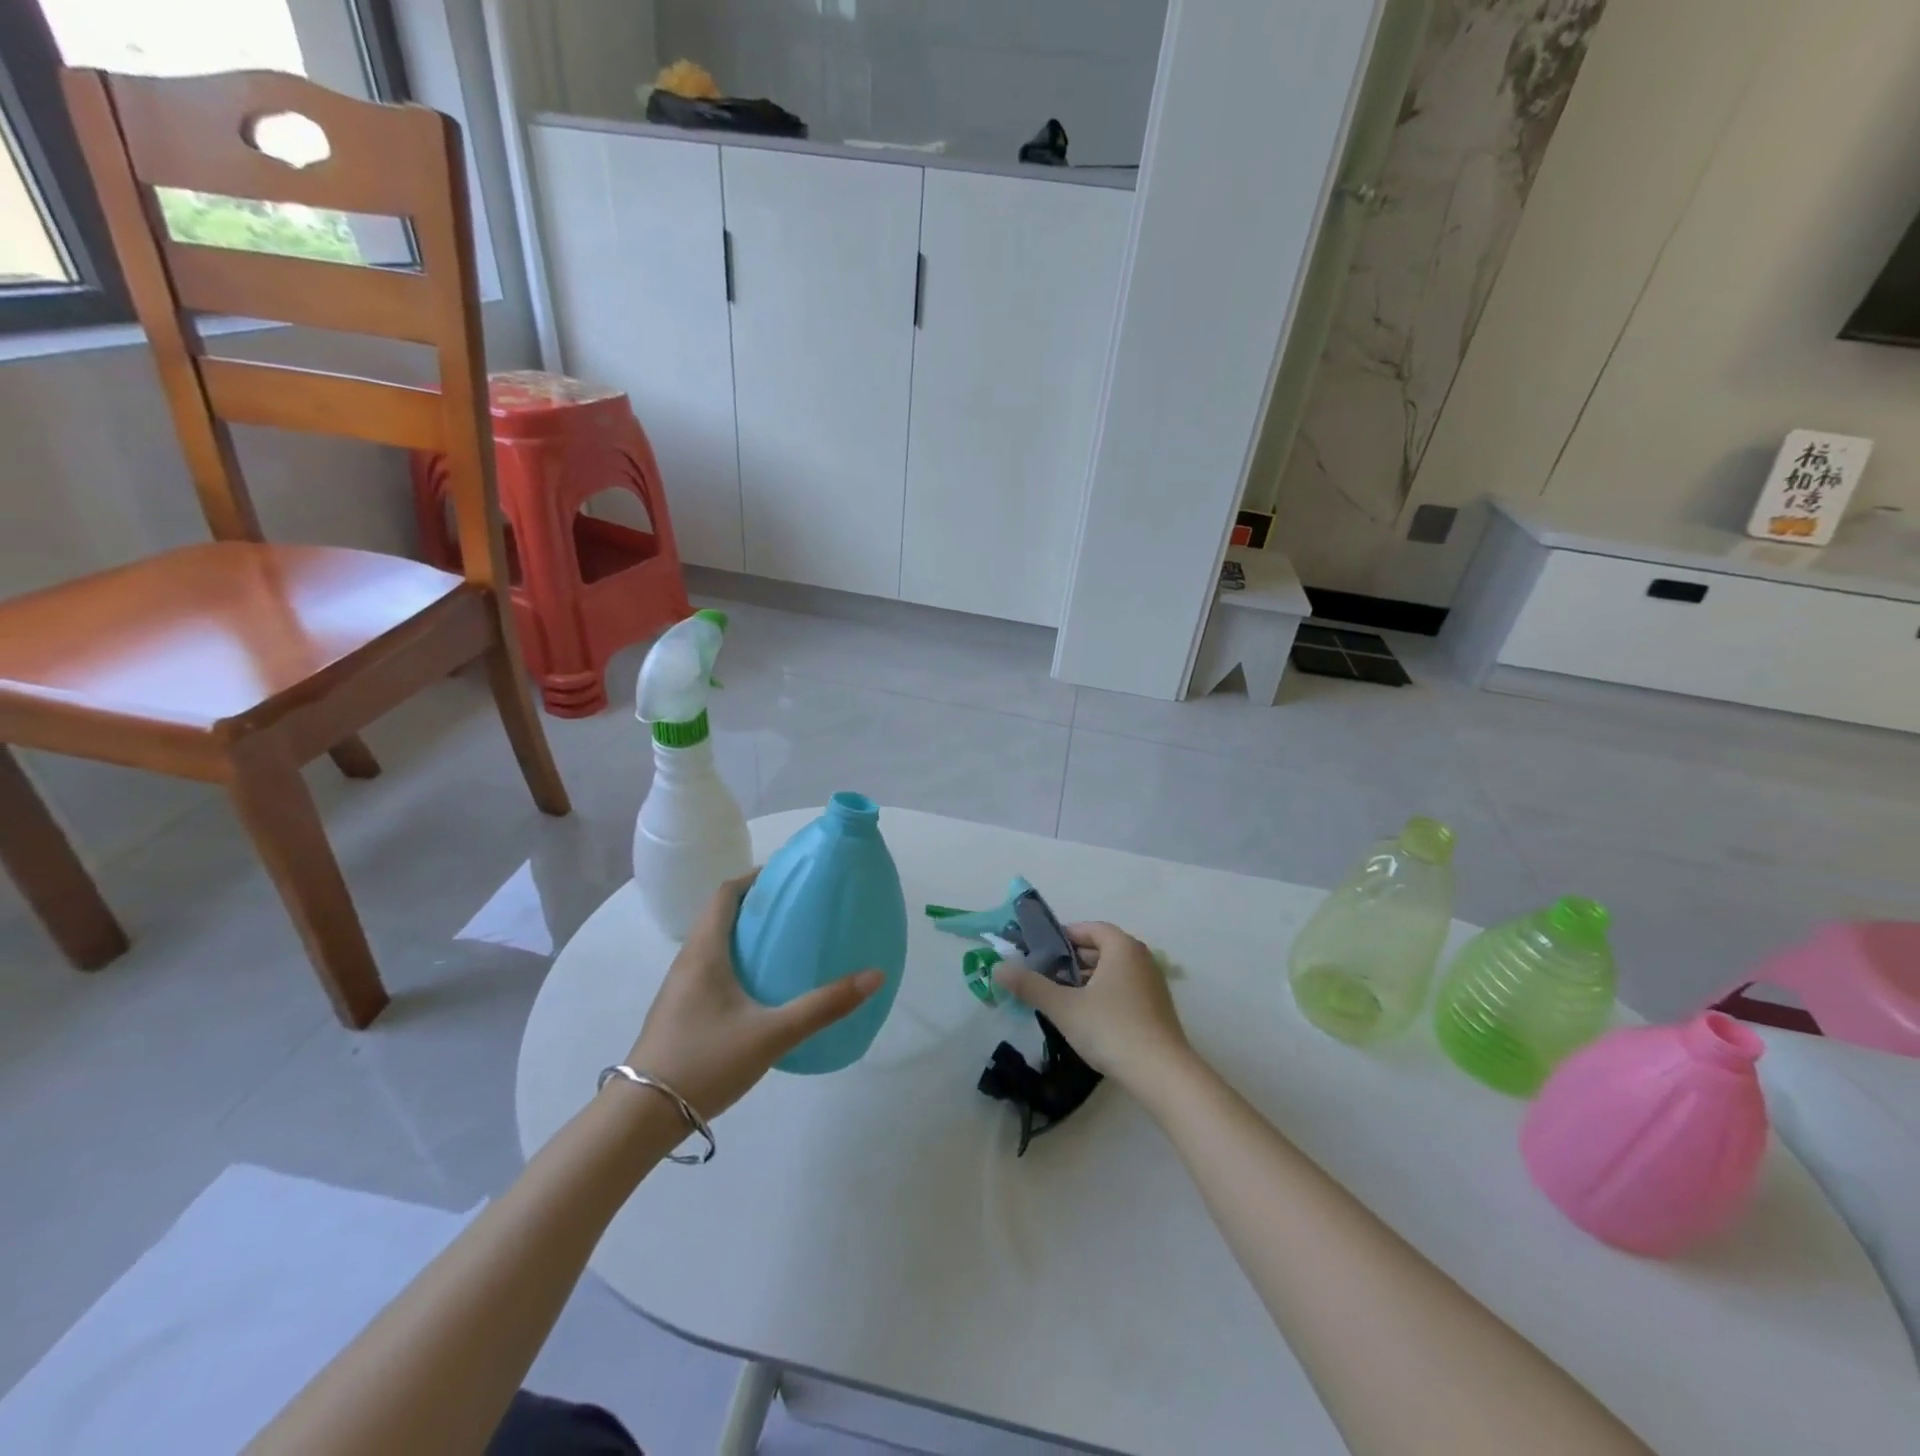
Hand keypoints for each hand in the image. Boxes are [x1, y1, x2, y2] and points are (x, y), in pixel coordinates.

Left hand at [625, 874, 882, 1118]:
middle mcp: (688, 961)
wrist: (641, 1118)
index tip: (789, 876)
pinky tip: (763, 989)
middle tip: (798, 909)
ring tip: (786, 943)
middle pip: (721, 916)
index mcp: (705, 952)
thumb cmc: (705, 1062)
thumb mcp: (772, 1034)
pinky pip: (712, 970)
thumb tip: (874, 975)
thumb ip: (823, 1006)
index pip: (726, 894)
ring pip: (715, 945)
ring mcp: (680, 989)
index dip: (755, 878)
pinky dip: (738, 962)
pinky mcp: (681, 1013)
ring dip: (747, 935)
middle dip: (758, 906)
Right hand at [993, 922, 1192, 1094]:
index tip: (1041, 952)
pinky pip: (1125, 989)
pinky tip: (1089, 1018)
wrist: (1162, 1074)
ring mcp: (1154, 984)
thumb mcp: (1064, 1007)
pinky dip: (1105, 995)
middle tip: (1047, 976)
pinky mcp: (1158, 1009)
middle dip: (1073, 960)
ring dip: (1088, 979)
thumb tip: (998, 968)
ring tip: (1063, 998)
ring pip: (1114, 971)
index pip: (1090, 929)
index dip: (1064, 936)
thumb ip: (1030, 986)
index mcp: (1122, 947)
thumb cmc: (1111, 1029)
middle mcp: (1142, 958)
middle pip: (1102, 949)